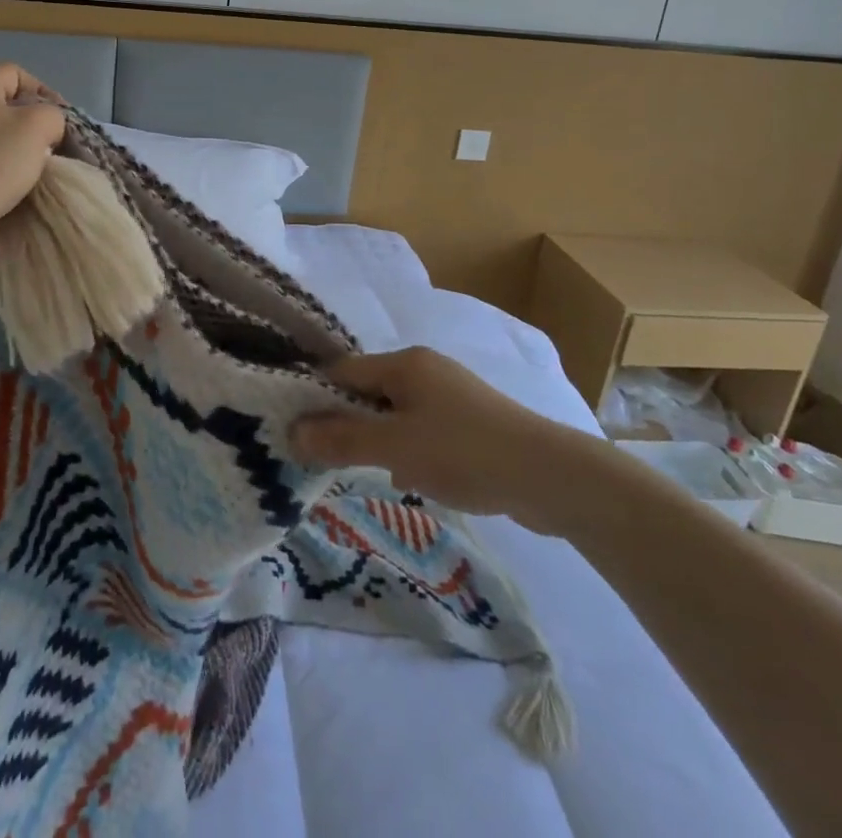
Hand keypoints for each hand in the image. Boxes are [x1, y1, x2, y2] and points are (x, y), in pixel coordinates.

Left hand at [0, 64, 65, 268]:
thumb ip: (53, 117)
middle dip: (35, 129)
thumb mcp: (36, 127)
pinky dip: (3, 179)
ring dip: (21, 157)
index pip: (16, 74)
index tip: (63, 123)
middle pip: (7, 109)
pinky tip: (17, 194)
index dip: (45, 92)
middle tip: (53, 151)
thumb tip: (47, 131)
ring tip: (39, 176)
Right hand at [291, 347, 609, 531]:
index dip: (317, 399)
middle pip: (368, 391)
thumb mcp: (394, 447)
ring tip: (366, 472)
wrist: (550, 476)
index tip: (296, 432)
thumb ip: (341, 439)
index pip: (343, 372)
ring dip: (378, 441)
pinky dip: (408, 450)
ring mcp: (450, 395)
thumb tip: (292, 433)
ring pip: (395, 414)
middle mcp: (425, 369)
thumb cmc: (464, 452)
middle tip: (326, 458)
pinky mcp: (470, 423)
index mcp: (405, 363)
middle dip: (347, 423)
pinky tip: (410, 479)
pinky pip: (422, 430)